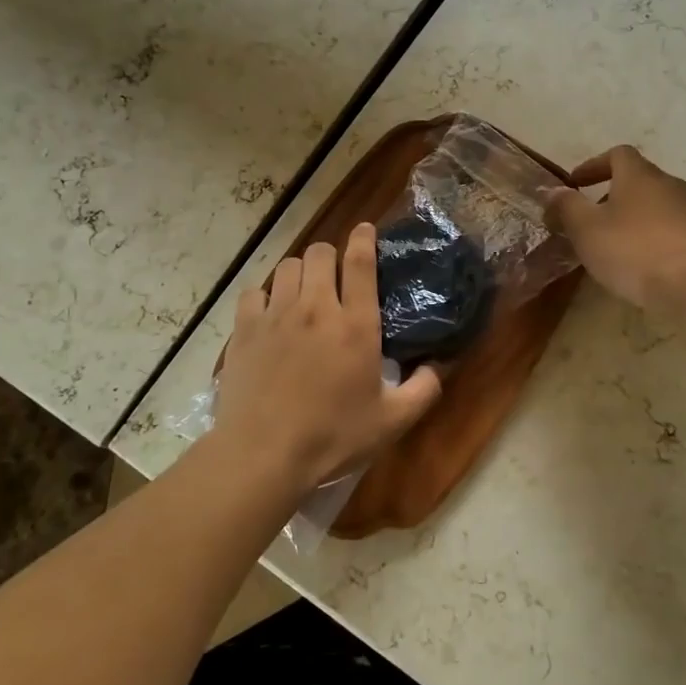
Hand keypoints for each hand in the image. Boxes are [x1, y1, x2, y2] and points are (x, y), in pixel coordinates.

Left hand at [214, 223, 442, 493]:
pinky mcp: (245, 329)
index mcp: (355, 325)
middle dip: (330, 256)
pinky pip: (254, 291)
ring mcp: (276, 315)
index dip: (364, 238)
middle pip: (319, 253)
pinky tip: (270, 313)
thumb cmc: (333, 438)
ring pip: (287, 266)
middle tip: (334, 276)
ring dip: (300, 273)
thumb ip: (424, 390)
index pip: (360, 262)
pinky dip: (265, 295)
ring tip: (303, 292)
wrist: (263, 455)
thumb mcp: (392, 421)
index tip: (365, 229)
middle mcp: (316, 308)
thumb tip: (440, 365)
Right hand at [546, 145, 685, 313]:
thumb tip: (554, 191)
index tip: (575, 184)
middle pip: (636, 178)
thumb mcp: (585, 228)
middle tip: (588, 216)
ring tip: (608, 242)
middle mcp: (667, 183)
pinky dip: (646, 234)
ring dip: (628, 215)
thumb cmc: (632, 249)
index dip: (593, 165)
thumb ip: (566, 205)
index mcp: (639, 174)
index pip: (617, 154)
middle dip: (609, 193)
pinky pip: (664, 226)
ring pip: (651, 203)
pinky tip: (634, 259)